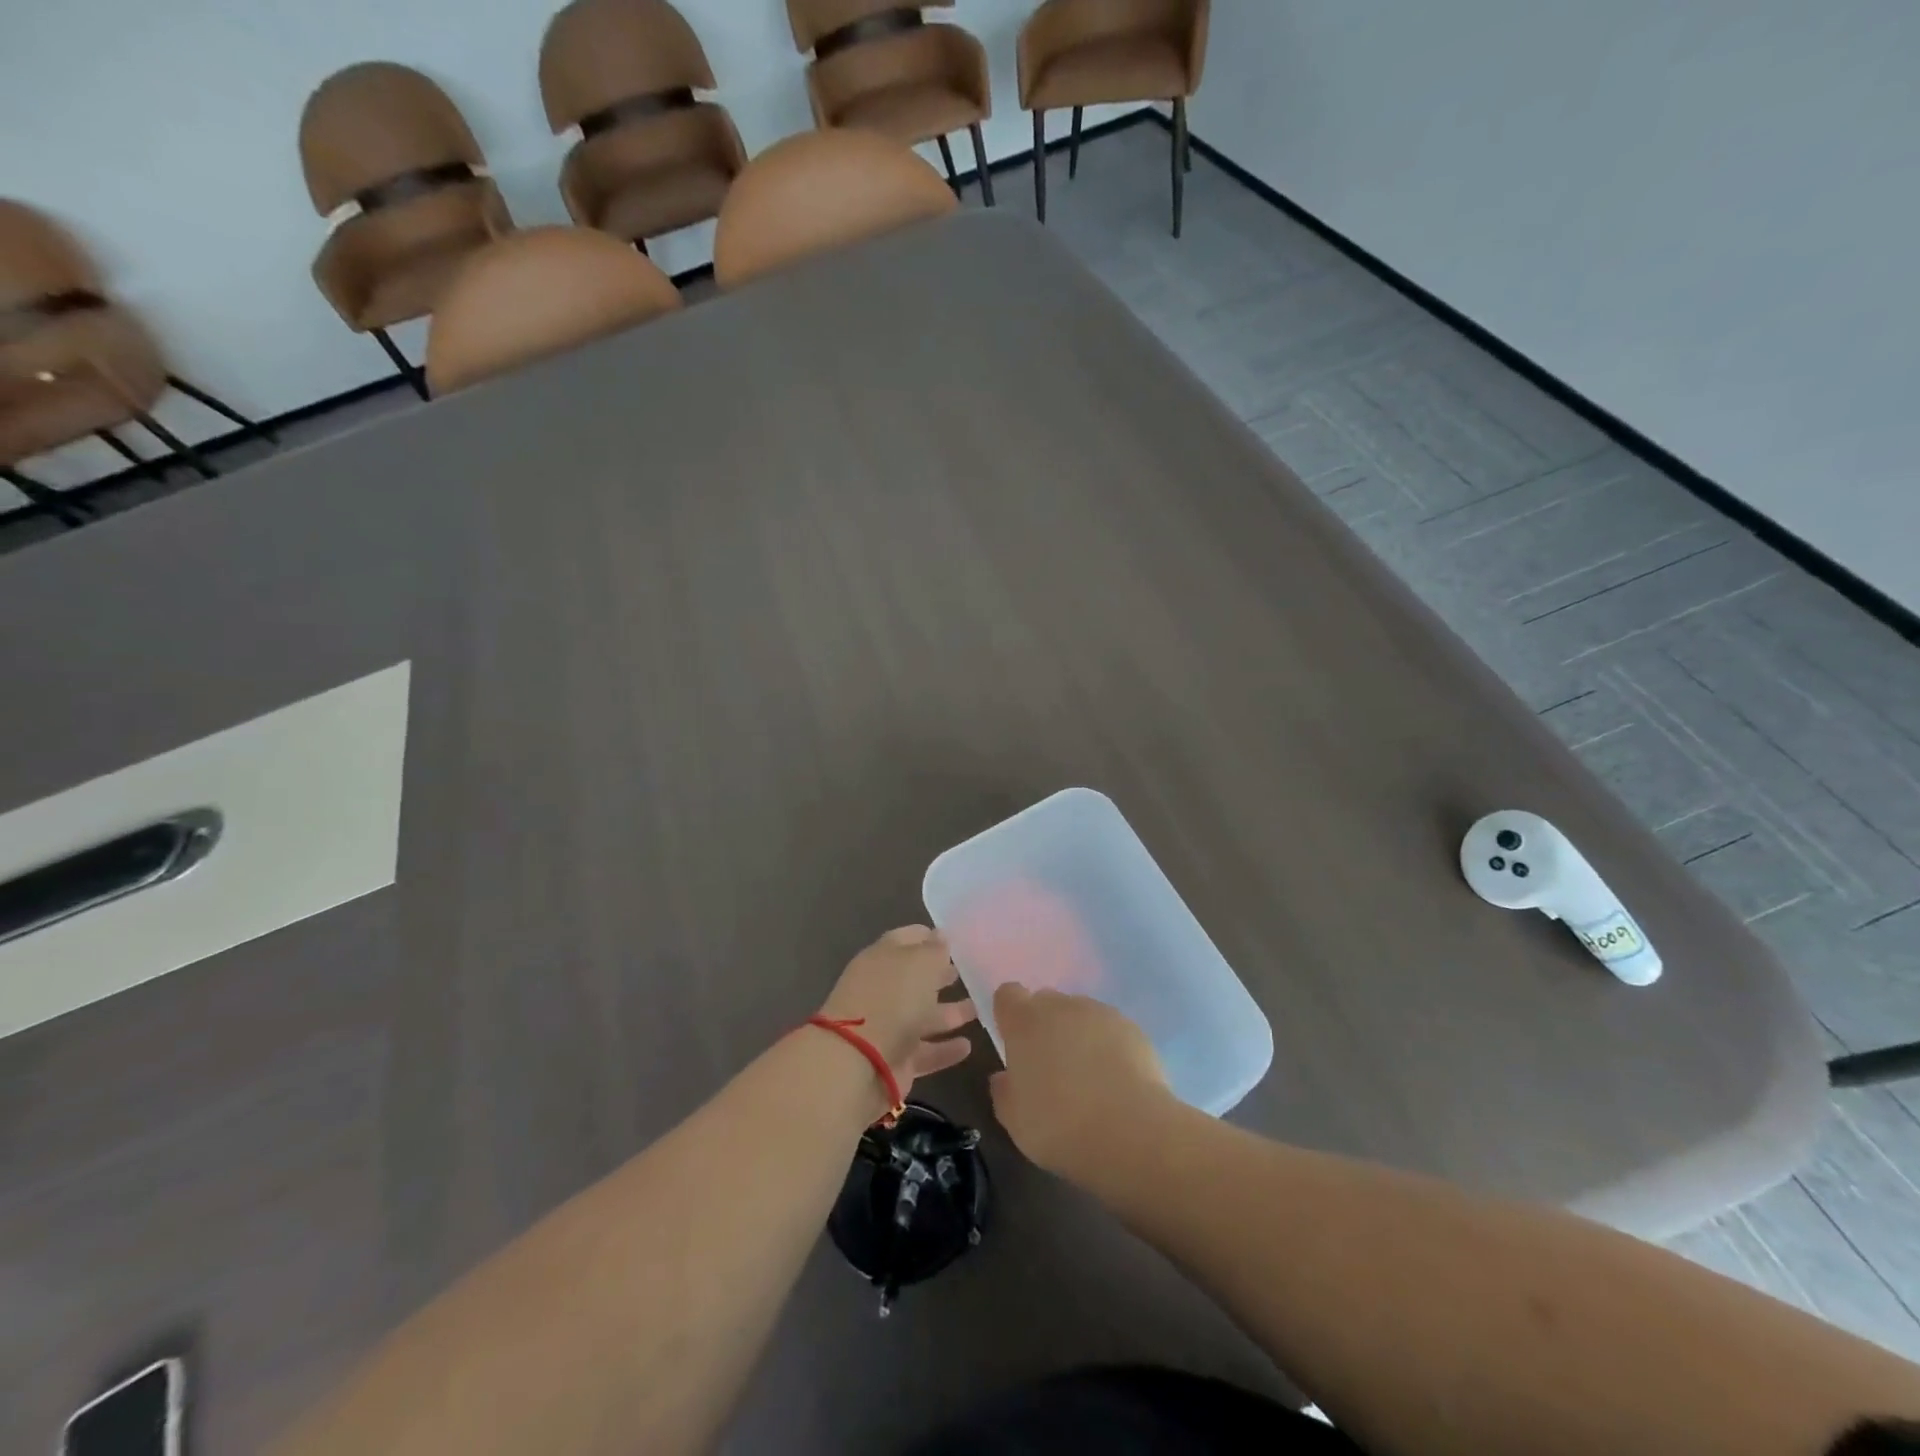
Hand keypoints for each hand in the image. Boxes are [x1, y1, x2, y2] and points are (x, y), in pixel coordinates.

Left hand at [818, 927, 976, 1104]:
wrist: (859, 1062)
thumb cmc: (892, 999)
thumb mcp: (920, 964)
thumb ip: (935, 950)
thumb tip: (941, 936)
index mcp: (882, 959)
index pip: (905, 939)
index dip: (927, 937)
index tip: (952, 939)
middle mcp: (883, 990)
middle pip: (915, 979)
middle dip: (939, 975)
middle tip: (966, 973)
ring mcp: (889, 1026)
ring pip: (923, 1016)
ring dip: (949, 1013)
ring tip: (977, 1009)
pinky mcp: (897, 1060)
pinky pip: (926, 1051)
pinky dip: (945, 1049)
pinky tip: (968, 1046)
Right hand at [988, 984, 1171, 1175]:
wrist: (1130, 1133)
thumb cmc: (1059, 1126)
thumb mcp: (1015, 1120)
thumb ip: (1004, 1091)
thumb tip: (1005, 1078)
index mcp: (1025, 1021)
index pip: (1008, 995)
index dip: (1009, 1015)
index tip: (1014, 1043)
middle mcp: (1061, 1006)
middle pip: (1045, 1002)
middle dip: (1044, 1026)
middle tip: (1050, 1067)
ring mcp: (1100, 1013)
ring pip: (1080, 1015)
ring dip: (1078, 1035)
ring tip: (1088, 1078)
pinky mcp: (1132, 1028)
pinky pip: (1111, 1030)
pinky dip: (1109, 1047)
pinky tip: (1115, 1082)